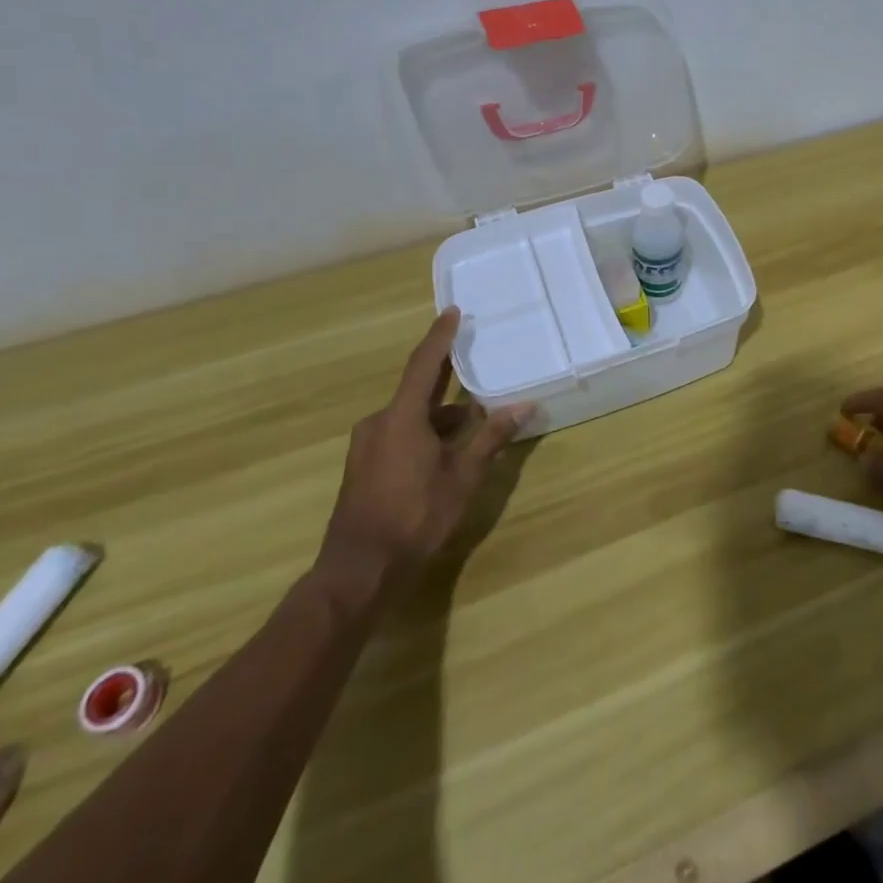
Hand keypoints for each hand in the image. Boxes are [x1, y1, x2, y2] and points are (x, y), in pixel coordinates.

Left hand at [317, 308, 532, 588]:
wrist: (359, 570)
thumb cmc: (415, 517)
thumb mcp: (462, 477)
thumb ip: (491, 438)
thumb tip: (523, 406)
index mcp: (401, 417)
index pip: (424, 364)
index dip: (440, 337)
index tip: (452, 312)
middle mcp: (379, 423)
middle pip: (417, 390)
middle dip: (446, 379)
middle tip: (473, 362)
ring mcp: (367, 446)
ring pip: (409, 416)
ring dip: (439, 415)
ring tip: (472, 420)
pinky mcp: (363, 467)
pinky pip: (398, 434)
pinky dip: (424, 432)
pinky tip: (446, 451)